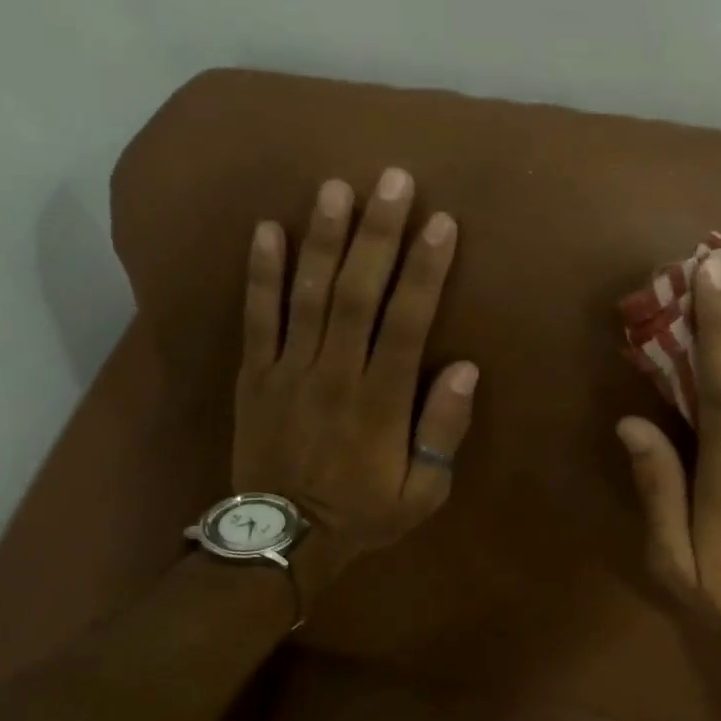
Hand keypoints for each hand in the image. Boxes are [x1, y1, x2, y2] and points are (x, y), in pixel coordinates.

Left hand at [233, 168, 476, 578]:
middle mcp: (335, 374)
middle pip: (357, 293)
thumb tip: (465, 368)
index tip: (440, 223)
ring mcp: (289, 371)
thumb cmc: (363, 514)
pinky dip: (261, 274)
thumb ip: (442, 430)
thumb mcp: (423, 492)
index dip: (425, 271)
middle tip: (392, 180)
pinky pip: (256, 318)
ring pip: (307, 295)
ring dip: (322, 239)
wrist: (283, 539)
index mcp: (380, 401)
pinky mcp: (255, 375)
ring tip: (335, 187)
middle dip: (377, 235)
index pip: (407, 322)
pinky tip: (267, 229)